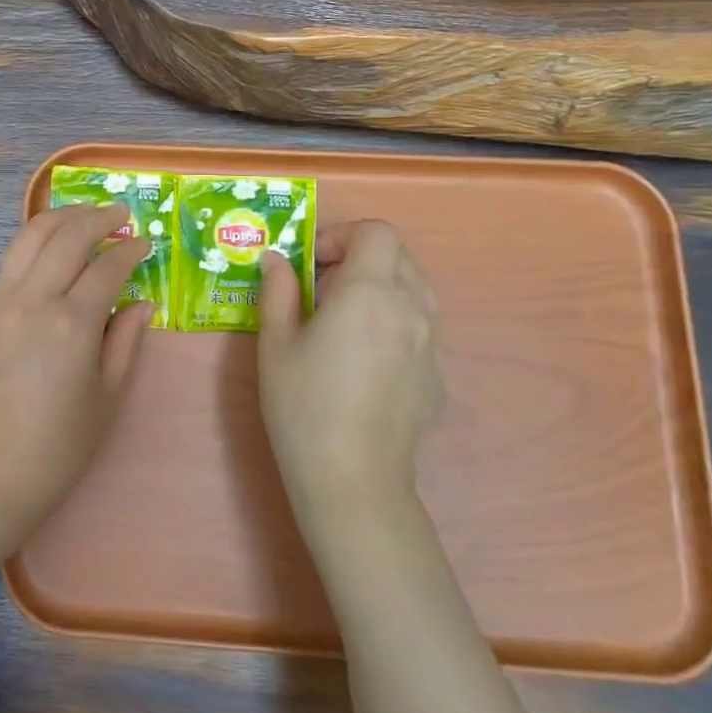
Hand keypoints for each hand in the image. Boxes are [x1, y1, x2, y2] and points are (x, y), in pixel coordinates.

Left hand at [0, 203, 153, 543]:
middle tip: (120, 215)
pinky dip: (33, 242)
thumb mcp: (108, 396)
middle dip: (98, 218)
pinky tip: (49, 247)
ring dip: (61, 218)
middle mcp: (33, 299)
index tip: (145, 244)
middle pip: (66, 235)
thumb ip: (126, 339)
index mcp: (72, 323)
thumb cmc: (60, 445)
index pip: (106, 266)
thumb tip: (141, 300)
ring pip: (29, 236)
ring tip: (85, 215)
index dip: (130, 250)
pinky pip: (9, 261)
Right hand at [257, 221, 442, 545]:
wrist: (353, 480)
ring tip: (342, 320)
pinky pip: (419, 324)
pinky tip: (363, 358)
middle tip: (320, 289)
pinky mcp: (436, 374)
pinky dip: (393, 318)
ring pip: (413, 287)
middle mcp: (410, 308)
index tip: (311, 264)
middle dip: (357, 257)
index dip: (341, 236)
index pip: (376, 232)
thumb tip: (277, 261)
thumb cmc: (304, 405)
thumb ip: (278, 292)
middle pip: (397, 255)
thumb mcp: (275, 344)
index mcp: (370, 293)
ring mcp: (430, 342)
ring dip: (379, 285)